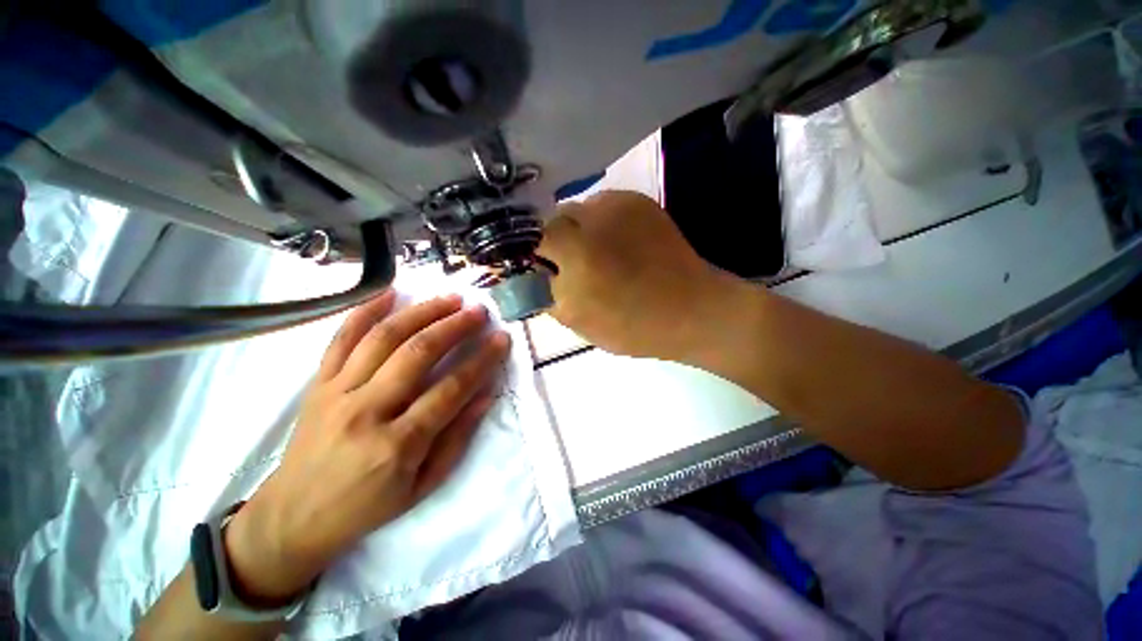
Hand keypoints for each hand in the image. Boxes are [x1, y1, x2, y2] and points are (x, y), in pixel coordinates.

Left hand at [224, 292, 509, 604]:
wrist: (293, 517)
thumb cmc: (367, 506)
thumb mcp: (423, 485)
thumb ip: (458, 437)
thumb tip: (486, 395)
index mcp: (398, 444)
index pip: (451, 389)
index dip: (482, 360)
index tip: (501, 338)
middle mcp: (366, 411)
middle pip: (418, 353)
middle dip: (455, 326)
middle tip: (479, 311)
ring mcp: (337, 393)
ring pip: (384, 337)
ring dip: (422, 312)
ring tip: (450, 298)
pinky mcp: (317, 384)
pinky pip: (341, 338)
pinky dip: (365, 311)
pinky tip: (390, 292)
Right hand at [538, 190, 748, 358]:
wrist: (691, 310)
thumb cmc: (633, 326)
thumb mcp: (579, 322)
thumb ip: (548, 295)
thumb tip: (534, 276)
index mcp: (578, 252)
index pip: (533, 236)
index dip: (534, 252)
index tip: (542, 268)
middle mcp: (595, 219)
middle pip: (556, 218)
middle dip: (556, 240)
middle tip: (571, 263)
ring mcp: (620, 205)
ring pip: (580, 209)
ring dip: (579, 230)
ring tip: (598, 253)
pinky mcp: (639, 202)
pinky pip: (604, 205)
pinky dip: (601, 222)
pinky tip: (617, 244)